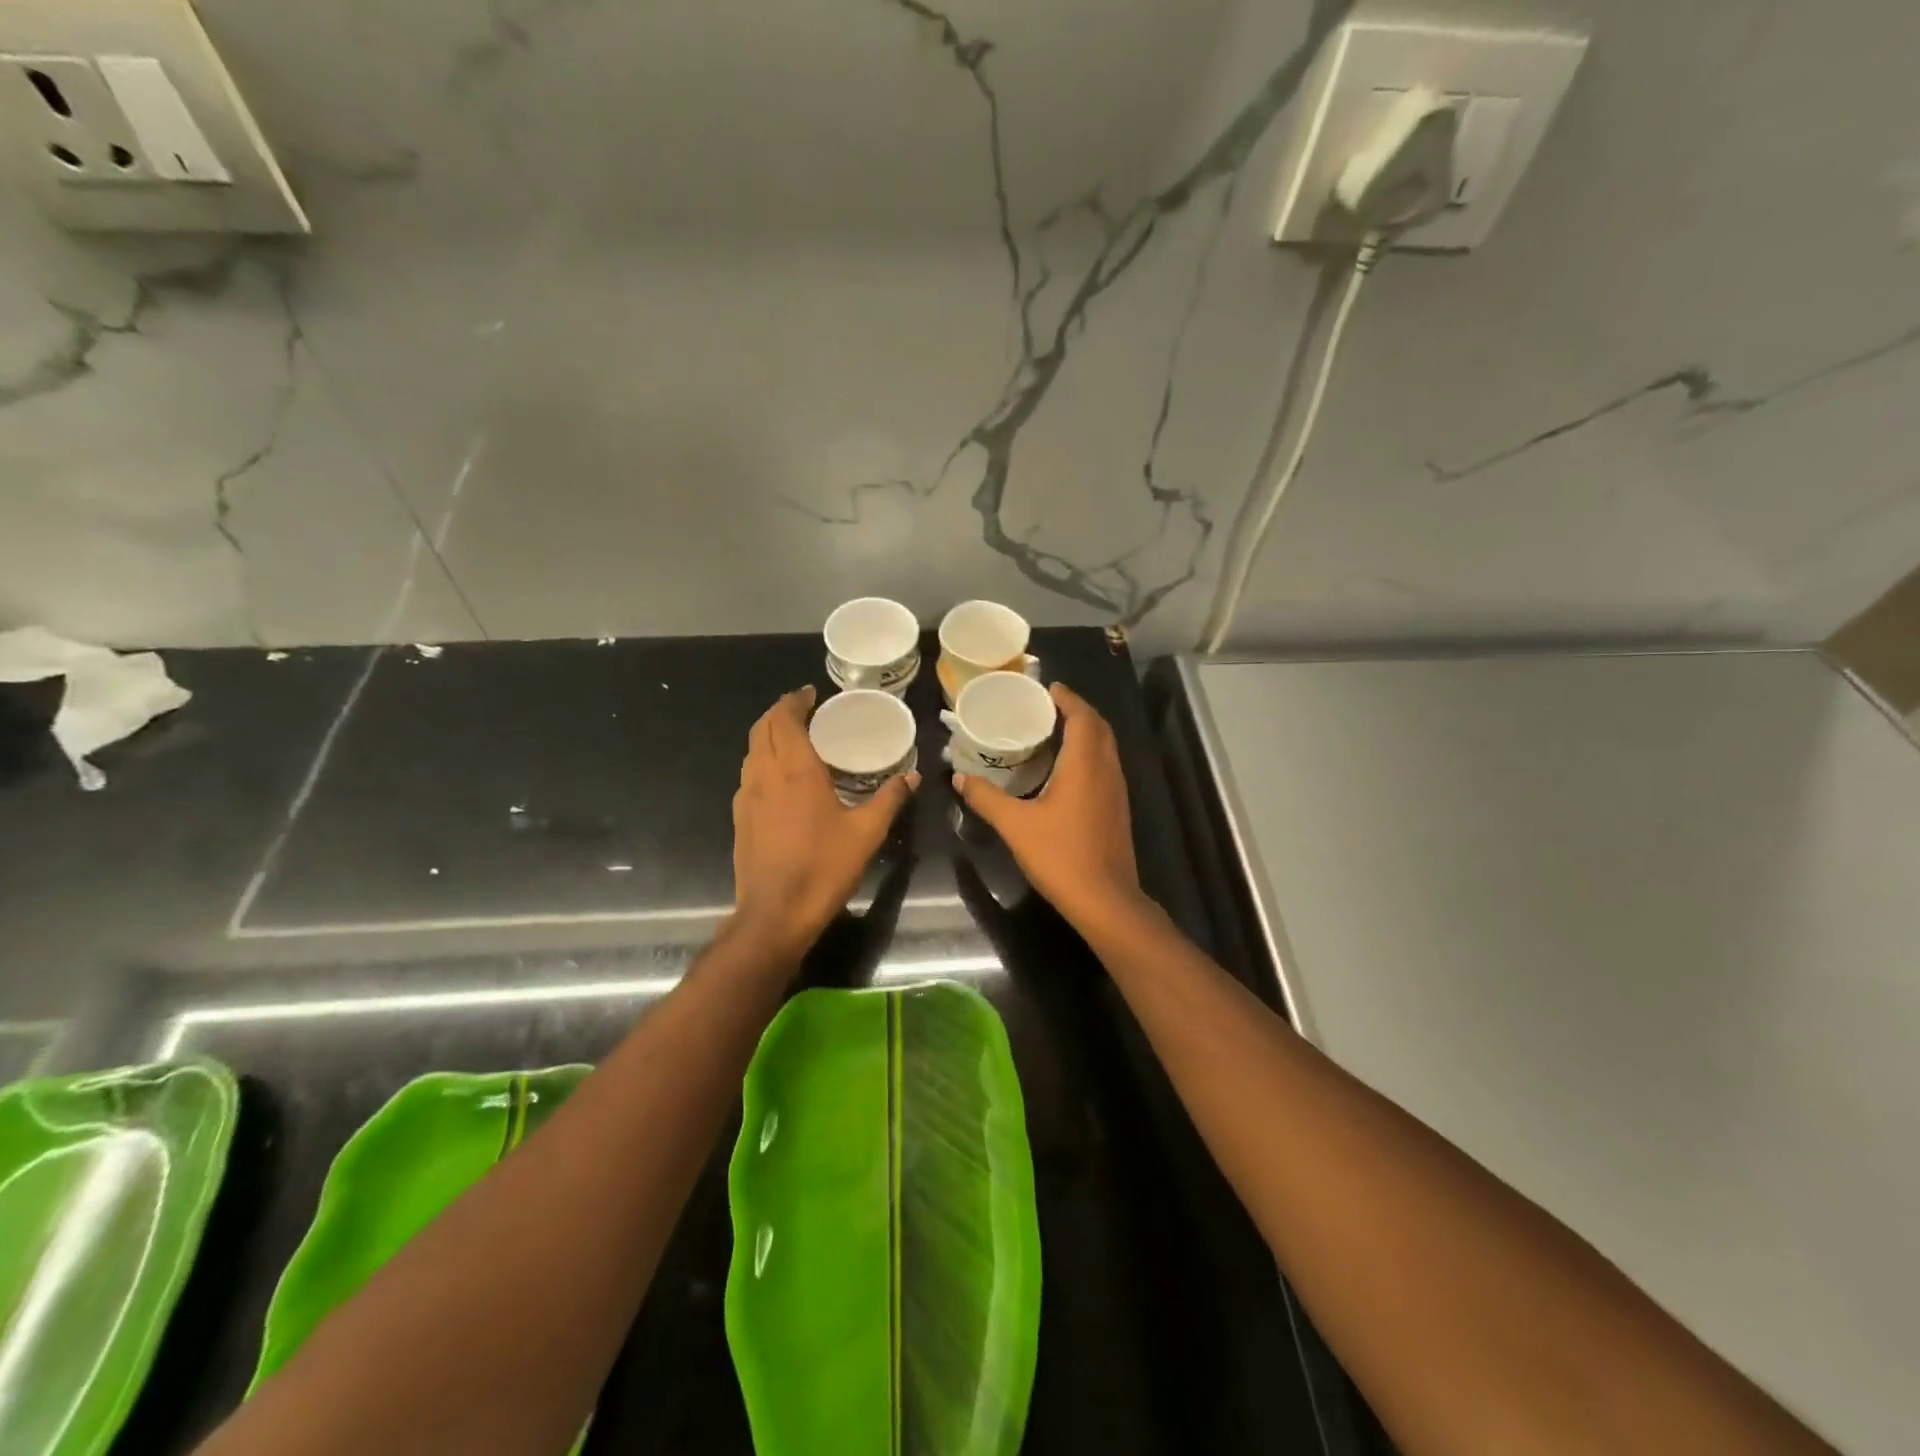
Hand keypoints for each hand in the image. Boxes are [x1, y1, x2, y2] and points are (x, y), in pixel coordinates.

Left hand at [731, 686, 917, 956]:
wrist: (774, 914)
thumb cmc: (823, 868)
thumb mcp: (866, 833)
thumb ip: (889, 799)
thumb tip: (913, 776)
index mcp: (795, 770)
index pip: (785, 719)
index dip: (795, 701)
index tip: (811, 694)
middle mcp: (764, 775)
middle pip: (762, 728)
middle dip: (780, 712)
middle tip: (805, 710)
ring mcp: (746, 797)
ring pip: (751, 751)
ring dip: (768, 735)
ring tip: (795, 738)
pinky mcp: (740, 818)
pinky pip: (749, 774)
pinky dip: (763, 760)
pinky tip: (782, 778)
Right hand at [953, 683, 1141, 931]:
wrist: (1104, 900)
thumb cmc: (1060, 856)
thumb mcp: (1015, 825)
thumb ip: (986, 798)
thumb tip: (959, 777)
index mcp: (1085, 765)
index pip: (1083, 716)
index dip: (1067, 698)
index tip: (1047, 688)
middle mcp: (1107, 771)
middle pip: (1099, 727)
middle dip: (1076, 711)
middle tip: (1046, 708)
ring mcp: (1117, 791)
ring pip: (1105, 748)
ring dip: (1085, 733)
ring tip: (1052, 732)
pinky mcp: (1117, 810)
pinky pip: (1105, 767)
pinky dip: (1088, 755)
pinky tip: (1064, 770)